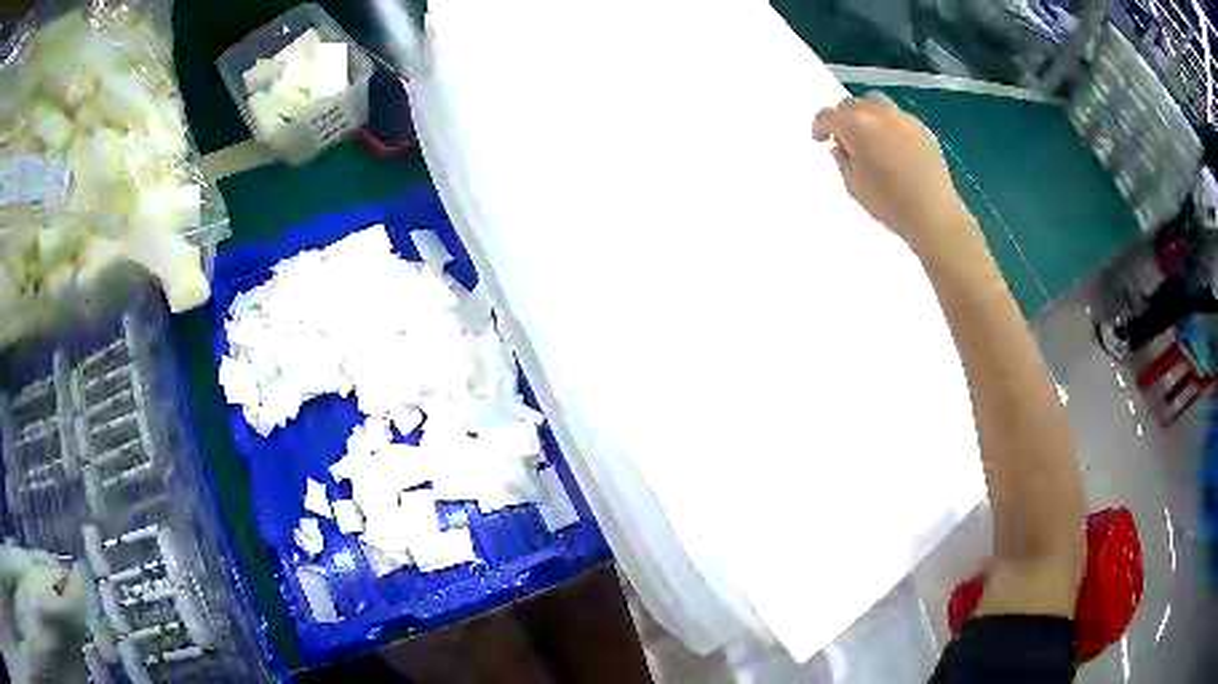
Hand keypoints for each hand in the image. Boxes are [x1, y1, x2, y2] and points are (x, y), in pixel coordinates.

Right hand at [813, 94, 975, 257]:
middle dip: (844, 118)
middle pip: (852, 104)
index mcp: (856, 126)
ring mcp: (904, 119)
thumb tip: (842, 148)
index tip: (820, 137)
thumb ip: (842, 160)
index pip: (828, 116)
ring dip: (867, 116)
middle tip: (844, 138)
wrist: (934, 216)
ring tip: (869, 137)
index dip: (819, 126)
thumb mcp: (854, 186)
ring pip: (877, 104)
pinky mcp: (923, 129)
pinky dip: (890, 125)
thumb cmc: (892, 205)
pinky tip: (893, 147)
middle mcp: (879, 114)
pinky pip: (899, 118)